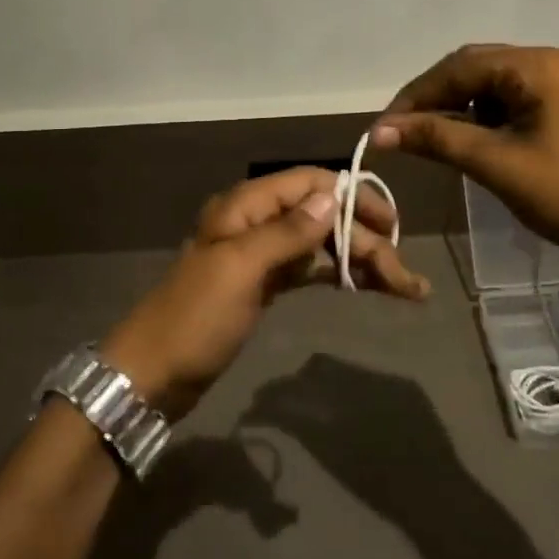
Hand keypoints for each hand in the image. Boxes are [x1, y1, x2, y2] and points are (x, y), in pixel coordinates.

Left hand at [100, 168, 427, 421]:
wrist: (152, 375)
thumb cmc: (195, 318)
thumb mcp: (240, 269)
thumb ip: (287, 232)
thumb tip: (332, 195)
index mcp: (246, 206)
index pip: (310, 183)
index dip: (353, 196)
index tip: (392, 223)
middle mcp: (256, 222)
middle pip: (321, 217)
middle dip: (366, 240)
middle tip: (406, 278)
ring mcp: (260, 255)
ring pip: (319, 244)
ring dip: (358, 260)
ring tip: (401, 287)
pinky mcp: (263, 285)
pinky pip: (308, 269)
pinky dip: (336, 274)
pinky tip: (364, 286)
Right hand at [369, 44, 558, 265]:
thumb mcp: (495, 163)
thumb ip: (436, 138)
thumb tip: (379, 131)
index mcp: (537, 66)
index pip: (459, 66)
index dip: (417, 95)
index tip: (385, 126)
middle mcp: (550, 61)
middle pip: (475, 67)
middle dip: (436, 97)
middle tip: (403, 129)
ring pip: (492, 82)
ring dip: (459, 105)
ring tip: (432, 136)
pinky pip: (512, 96)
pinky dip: (484, 114)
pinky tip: (469, 137)